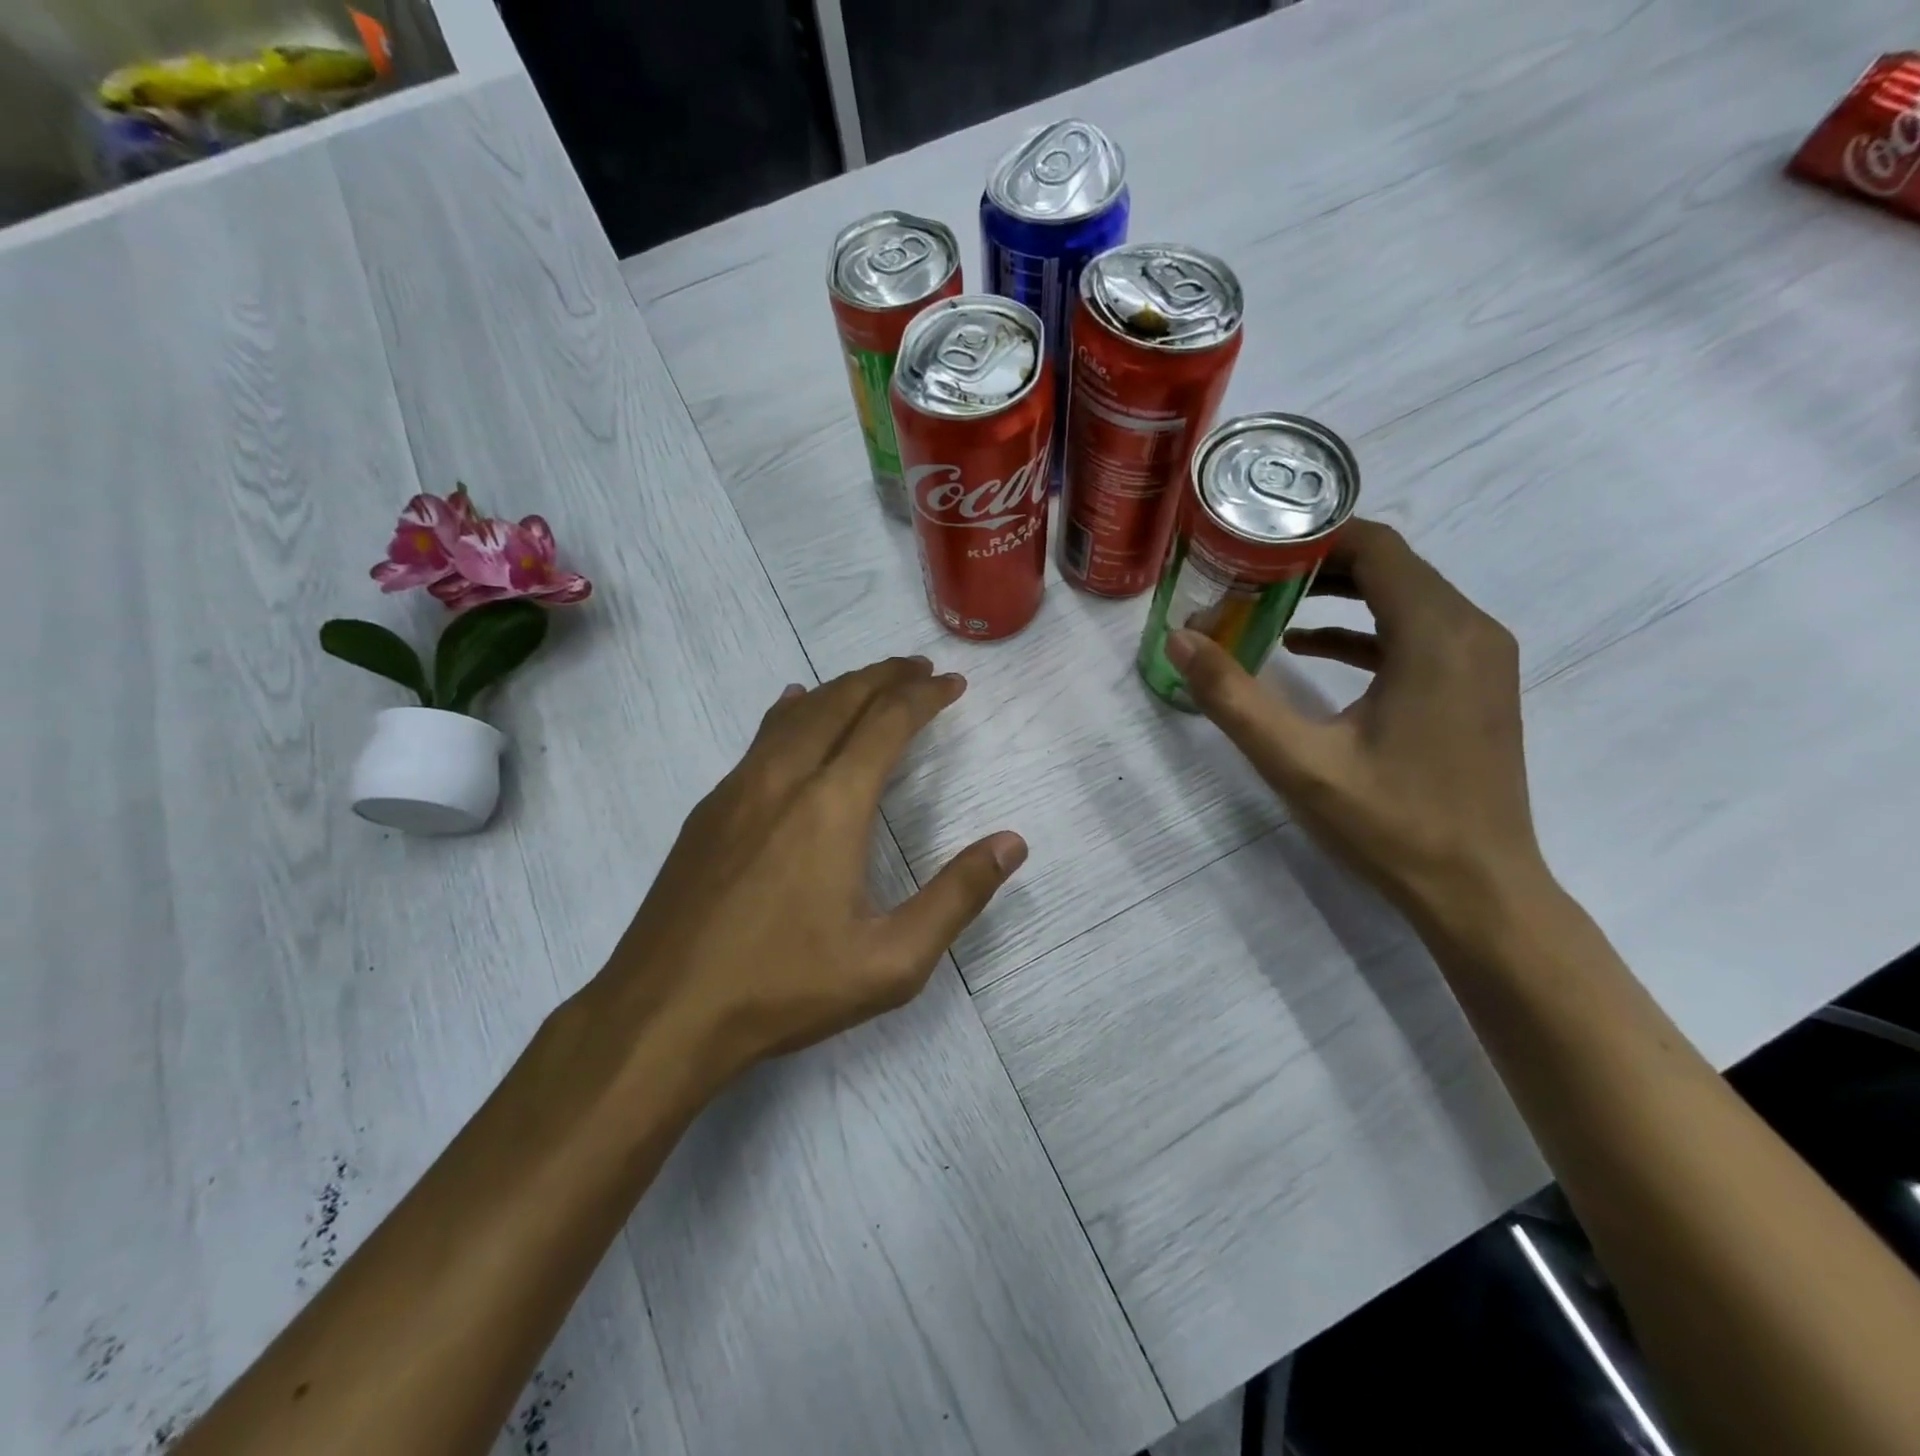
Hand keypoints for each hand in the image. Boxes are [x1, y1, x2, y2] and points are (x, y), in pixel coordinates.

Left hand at [598, 656, 1026, 1080]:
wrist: (664, 1012)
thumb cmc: (785, 988)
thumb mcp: (892, 961)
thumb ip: (957, 897)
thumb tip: (1012, 843)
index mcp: (832, 805)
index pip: (887, 723)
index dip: (924, 696)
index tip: (952, 683)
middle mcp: (783, 778)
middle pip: (840, 701)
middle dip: (884, 677)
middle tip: (918, 668)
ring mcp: (737, 789)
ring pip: (795, 712)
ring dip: (839, 689)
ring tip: (870, 683)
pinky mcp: (708, 810)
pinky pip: (760, 738)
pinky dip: (792, 712)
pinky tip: (793, 710)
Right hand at [1165, 519, 1547, 940]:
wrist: (1478, 890)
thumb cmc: (1391, 823)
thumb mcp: (1298, 761)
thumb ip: (1233, 697)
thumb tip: (1179, 640)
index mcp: (1435, 634)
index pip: (1375, 547)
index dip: (1310, 536)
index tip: (1252, 546)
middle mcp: (1469, 630)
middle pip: (1388, 565)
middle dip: (1314, 564)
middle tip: (1246, 575)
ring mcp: (1479, 658)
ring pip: (1403, 596)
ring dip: (1336, 594)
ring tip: (1266, 603)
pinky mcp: (1473, 684)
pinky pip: (1413, 632)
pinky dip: (1360, 629)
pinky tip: (1305, 648)